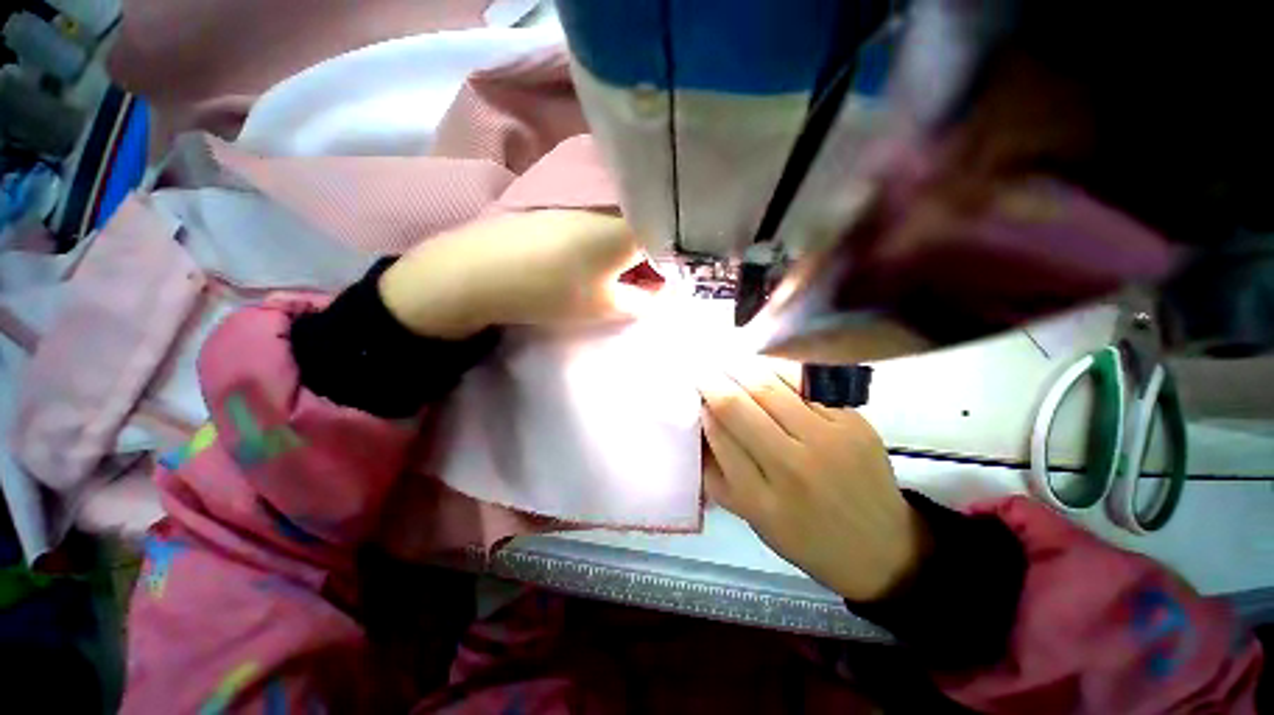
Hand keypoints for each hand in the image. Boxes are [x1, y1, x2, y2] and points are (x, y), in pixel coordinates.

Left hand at [379, 210, 647, 337]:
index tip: (668, 281)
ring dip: (630, 247)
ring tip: (617, 273)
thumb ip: (645, 301)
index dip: (676, 261)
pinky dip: (608, 239)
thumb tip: (660, 291)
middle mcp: (613, 200)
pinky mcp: (562, 201)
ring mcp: (585, 197)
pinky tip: (593, 258)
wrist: (480, 272)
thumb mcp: (608, 306)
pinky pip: (602, 218)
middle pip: (651, 225)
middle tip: (644, 282)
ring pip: (626, 221)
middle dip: (654, 255)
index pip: (673, 236)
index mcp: (631, 224)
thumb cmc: (553, 291)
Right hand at [698, 360, 929, 601]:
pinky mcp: (854, 424)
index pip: (718, 435)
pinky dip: (778, 368)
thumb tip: (699, 424)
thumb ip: (718, 475)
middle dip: (713, 379)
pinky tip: (764, 364)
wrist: (881, 546)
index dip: (702, 406)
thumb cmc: (805, 536)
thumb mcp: (752, 519)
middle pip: (738, 406)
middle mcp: (791, 467)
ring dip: (740, 367)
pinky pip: (806, 384)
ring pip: (770, 387)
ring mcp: (827, 441)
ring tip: (727, 358)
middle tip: (702, 365)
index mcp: (759, 498)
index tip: (694, 390)